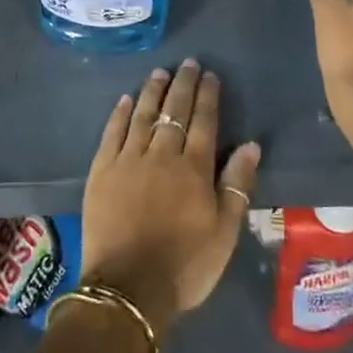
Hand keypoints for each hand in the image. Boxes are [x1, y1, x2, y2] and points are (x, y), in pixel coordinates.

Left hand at [80, 59, 261, 337]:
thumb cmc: (185, 265)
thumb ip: (237, 185)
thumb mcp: (224, 232)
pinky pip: (112, 133)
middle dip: (183, 85)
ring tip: (160, 72)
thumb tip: (250, 144)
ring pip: (143, 115)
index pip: (204, 122)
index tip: (210, 75)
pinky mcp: (102, 171)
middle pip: (174, 111)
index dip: (208, 97)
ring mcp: (128, 160)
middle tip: (188, 63)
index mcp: (194, 169)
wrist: (128, 289)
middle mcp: (162, 155)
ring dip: (153, 91)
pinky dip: (120, 114)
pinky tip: (126, 99)